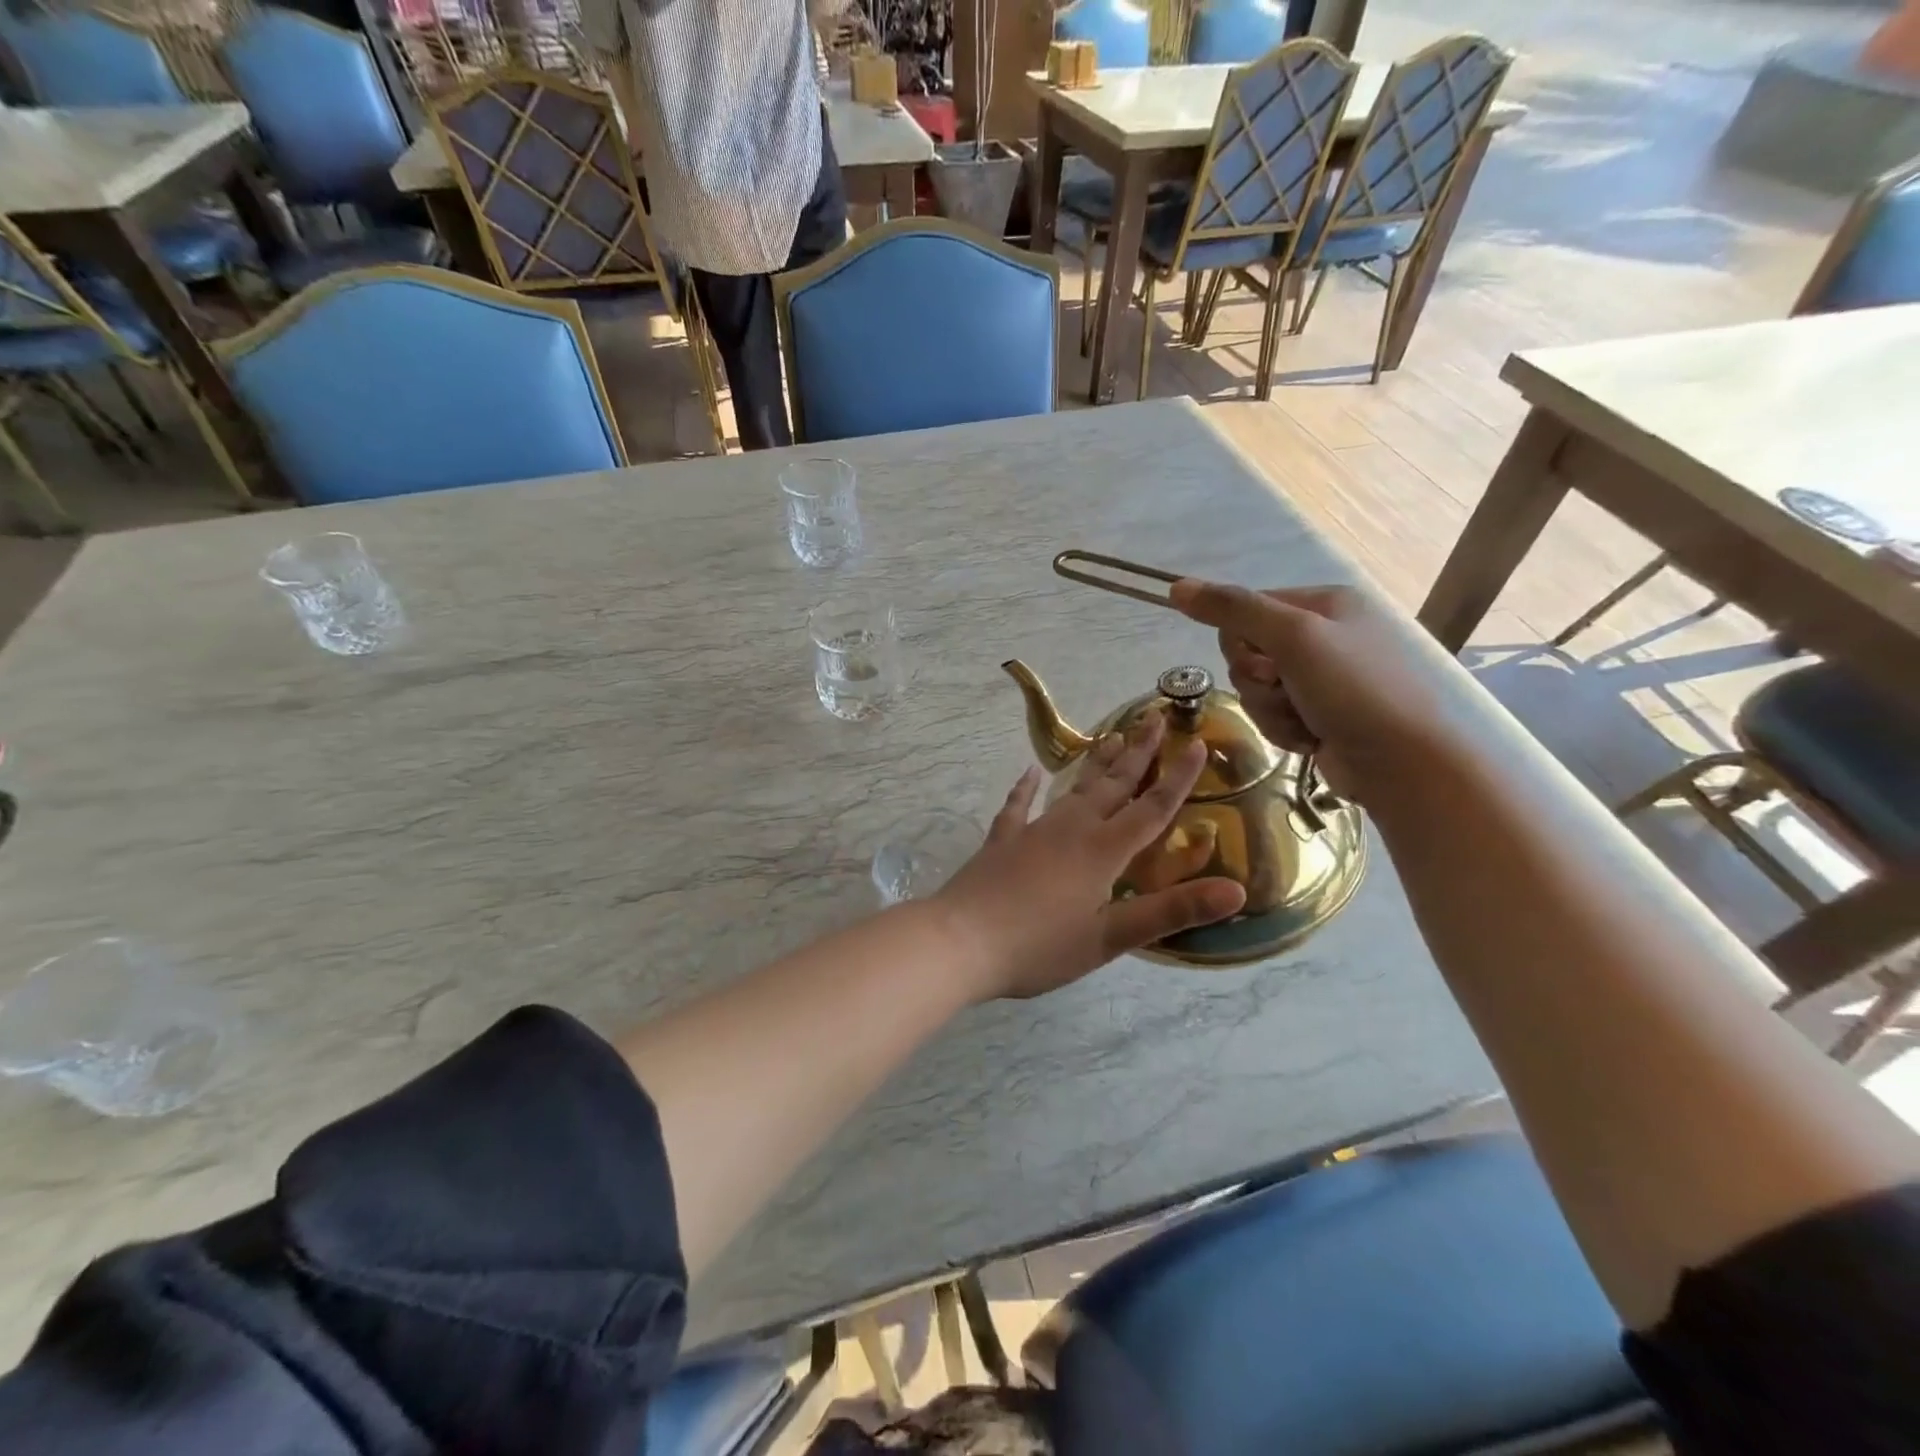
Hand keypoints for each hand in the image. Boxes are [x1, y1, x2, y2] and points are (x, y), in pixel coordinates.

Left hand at [934, 717, 1244, 1000]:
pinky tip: (1028, 773)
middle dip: (1138, 752)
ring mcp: (1032, 831)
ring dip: (1095, 764)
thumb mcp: (1111, 938)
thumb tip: (1236, 891)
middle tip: (1153, 716)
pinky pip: (1017, 807)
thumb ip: (1171, 911)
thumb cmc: (1040, 946)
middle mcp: (1071, 830)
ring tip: (1112, 736)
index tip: (1197, 742)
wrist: (960, 941)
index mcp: (1102, 851)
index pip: (1151, 808)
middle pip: (1113, 785)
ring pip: (1072, 789)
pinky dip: (1024, 789)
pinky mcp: (1001, 842)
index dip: (1178, 778)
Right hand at [1168, 579, 1468, 803]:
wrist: (1403, 763)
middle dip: (1258, 682)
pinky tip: (1311, 739)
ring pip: (1256, 689)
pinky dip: (1284, 729)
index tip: (1266, 664)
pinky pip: (1273, 714)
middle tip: (1287, 691)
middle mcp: (1323, 635)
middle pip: (1246, 652)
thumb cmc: (1354, 690)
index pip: (1246, 610)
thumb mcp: (1293, 638)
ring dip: (1270, 709)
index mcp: (1324, 603)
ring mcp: (1322, 678)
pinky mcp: (1318, 714)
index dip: (1242, 642)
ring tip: (1305, 721)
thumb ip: (1233, 609)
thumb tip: (1176, 586)